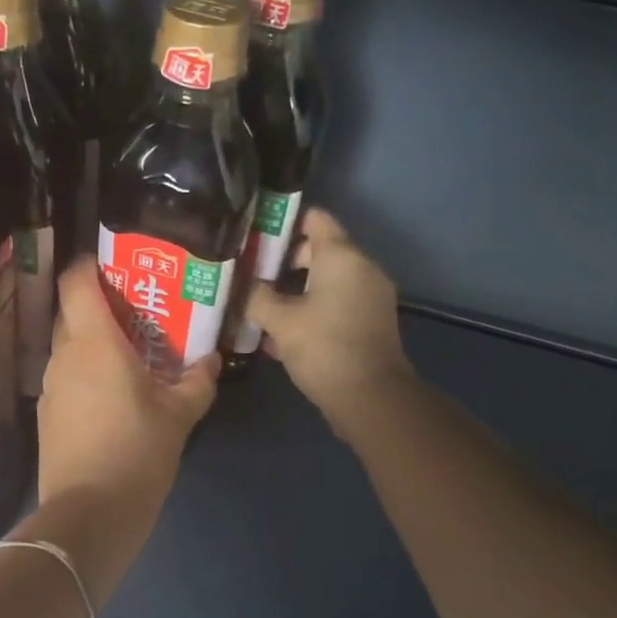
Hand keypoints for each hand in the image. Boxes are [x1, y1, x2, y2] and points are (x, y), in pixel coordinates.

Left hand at [38, 259, 218, 509]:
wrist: (89, 515)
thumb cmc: (137, 452)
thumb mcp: (179, 416)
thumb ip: (197, 382)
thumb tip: (211, 361)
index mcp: (94, 342)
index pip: (76, 281)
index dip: (90, 264)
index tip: (117, 265)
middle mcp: (64, 355)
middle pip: (73, 311)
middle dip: (101, 305)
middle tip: (137, 312)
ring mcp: (51, 385)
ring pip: (69, 346)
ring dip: (94, 342)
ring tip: (130, 354)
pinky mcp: (47, 413)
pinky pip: (66, 376)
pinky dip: (86, 372)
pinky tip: (113, 394)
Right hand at [245, 209, 412, 432]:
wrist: (371, 399)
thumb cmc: (324, 348)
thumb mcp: (279, 321)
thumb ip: (257, 296)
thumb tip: (245, 286)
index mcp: (342, 256)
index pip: (314, 218)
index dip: (282, 221)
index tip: (252, 233)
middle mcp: (360, 268)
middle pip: (316, 250)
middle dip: (279, 260)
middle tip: (246, 273)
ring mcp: (367, 296)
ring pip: (323, 280)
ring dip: (291, 289)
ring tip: (255, 302)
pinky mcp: (367, 322)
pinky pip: (333, 303)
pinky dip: (308, 308)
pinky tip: (277, 330)